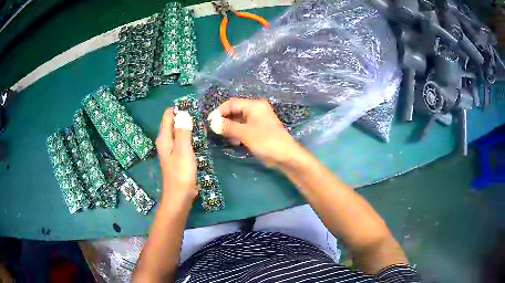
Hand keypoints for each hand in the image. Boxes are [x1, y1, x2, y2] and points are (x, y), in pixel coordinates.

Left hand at [156, 108, 197, 200]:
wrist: (179, 197)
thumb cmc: (181, 174)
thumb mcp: (183, 150)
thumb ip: (182, 131)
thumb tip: (183, 113)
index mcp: (164, 138)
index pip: (168, 115)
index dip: (179, 109)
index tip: (194, 107)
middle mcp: (165, 141)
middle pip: (174, 123)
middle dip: (186, 117)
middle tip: (201, 117)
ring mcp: (171, 150)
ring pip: (180, 132)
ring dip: (190, 128)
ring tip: (203, 126)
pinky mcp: (177, 157)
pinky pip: (183, 142)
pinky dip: (191, 138)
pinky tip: (200, 139)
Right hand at [209, 98, 300, 167]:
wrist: (286, 156)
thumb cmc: (266, 141)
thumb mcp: (245, 133)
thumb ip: (228, 127)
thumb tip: (212, 123)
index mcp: (254, 105)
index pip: (232, 103)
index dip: (220, 111)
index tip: (210, 121)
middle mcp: (256, 110)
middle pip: (235, 111)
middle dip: (225, 120)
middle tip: (215, 130)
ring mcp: (258, 120)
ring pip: (238, 120)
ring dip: (230, 128)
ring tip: (225, 137)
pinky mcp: (258, 130)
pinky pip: (244, 128)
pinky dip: (237, 133)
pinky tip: (234, 142)